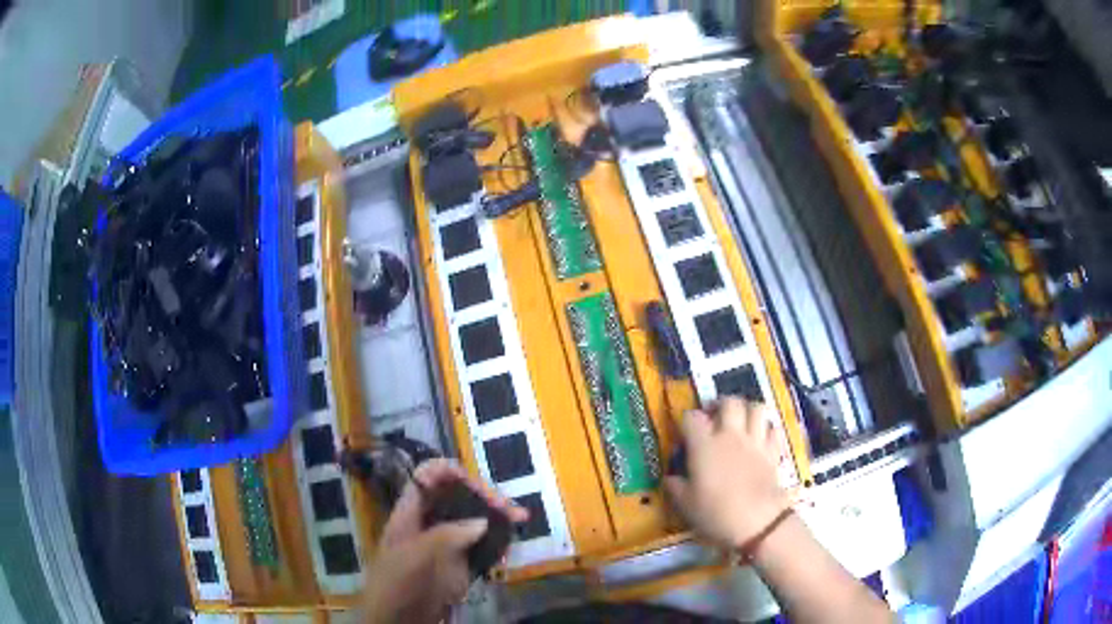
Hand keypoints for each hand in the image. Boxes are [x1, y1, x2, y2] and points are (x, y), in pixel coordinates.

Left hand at [362, 459, 527, 623]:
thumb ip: (446, 536)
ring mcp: (445, 543)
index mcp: (410, 512)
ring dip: (496, 515)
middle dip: (484, 495)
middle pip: (457, 495)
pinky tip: (510, 541)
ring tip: (520, 518)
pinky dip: (497, 539)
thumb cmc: (397, 584)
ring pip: (473, 518)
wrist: (397, 620)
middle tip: (509, 507)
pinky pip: (481, 544)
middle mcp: (429, 522)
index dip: (452, 473)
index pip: (429, 477)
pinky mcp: (460, 563)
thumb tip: (483, 521)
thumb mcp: (415, 557)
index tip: (478, 487)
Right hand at [665, 397, 789, 549]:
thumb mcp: (685, 504)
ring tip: (740, 422)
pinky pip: (773, 428)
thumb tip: (670, 478)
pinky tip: (760, 438)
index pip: (692, 417)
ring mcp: (755, 441)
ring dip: (747, 410)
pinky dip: (766, 429)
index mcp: (704, 445)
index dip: (686, 421)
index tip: (684, 433)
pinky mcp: (773, 451)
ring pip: (756, 407)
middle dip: (720, 405)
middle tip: (714, 418)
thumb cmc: (716, 513)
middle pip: (729, 402)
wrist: (757, 522)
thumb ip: (675, 487)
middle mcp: (731, 435)